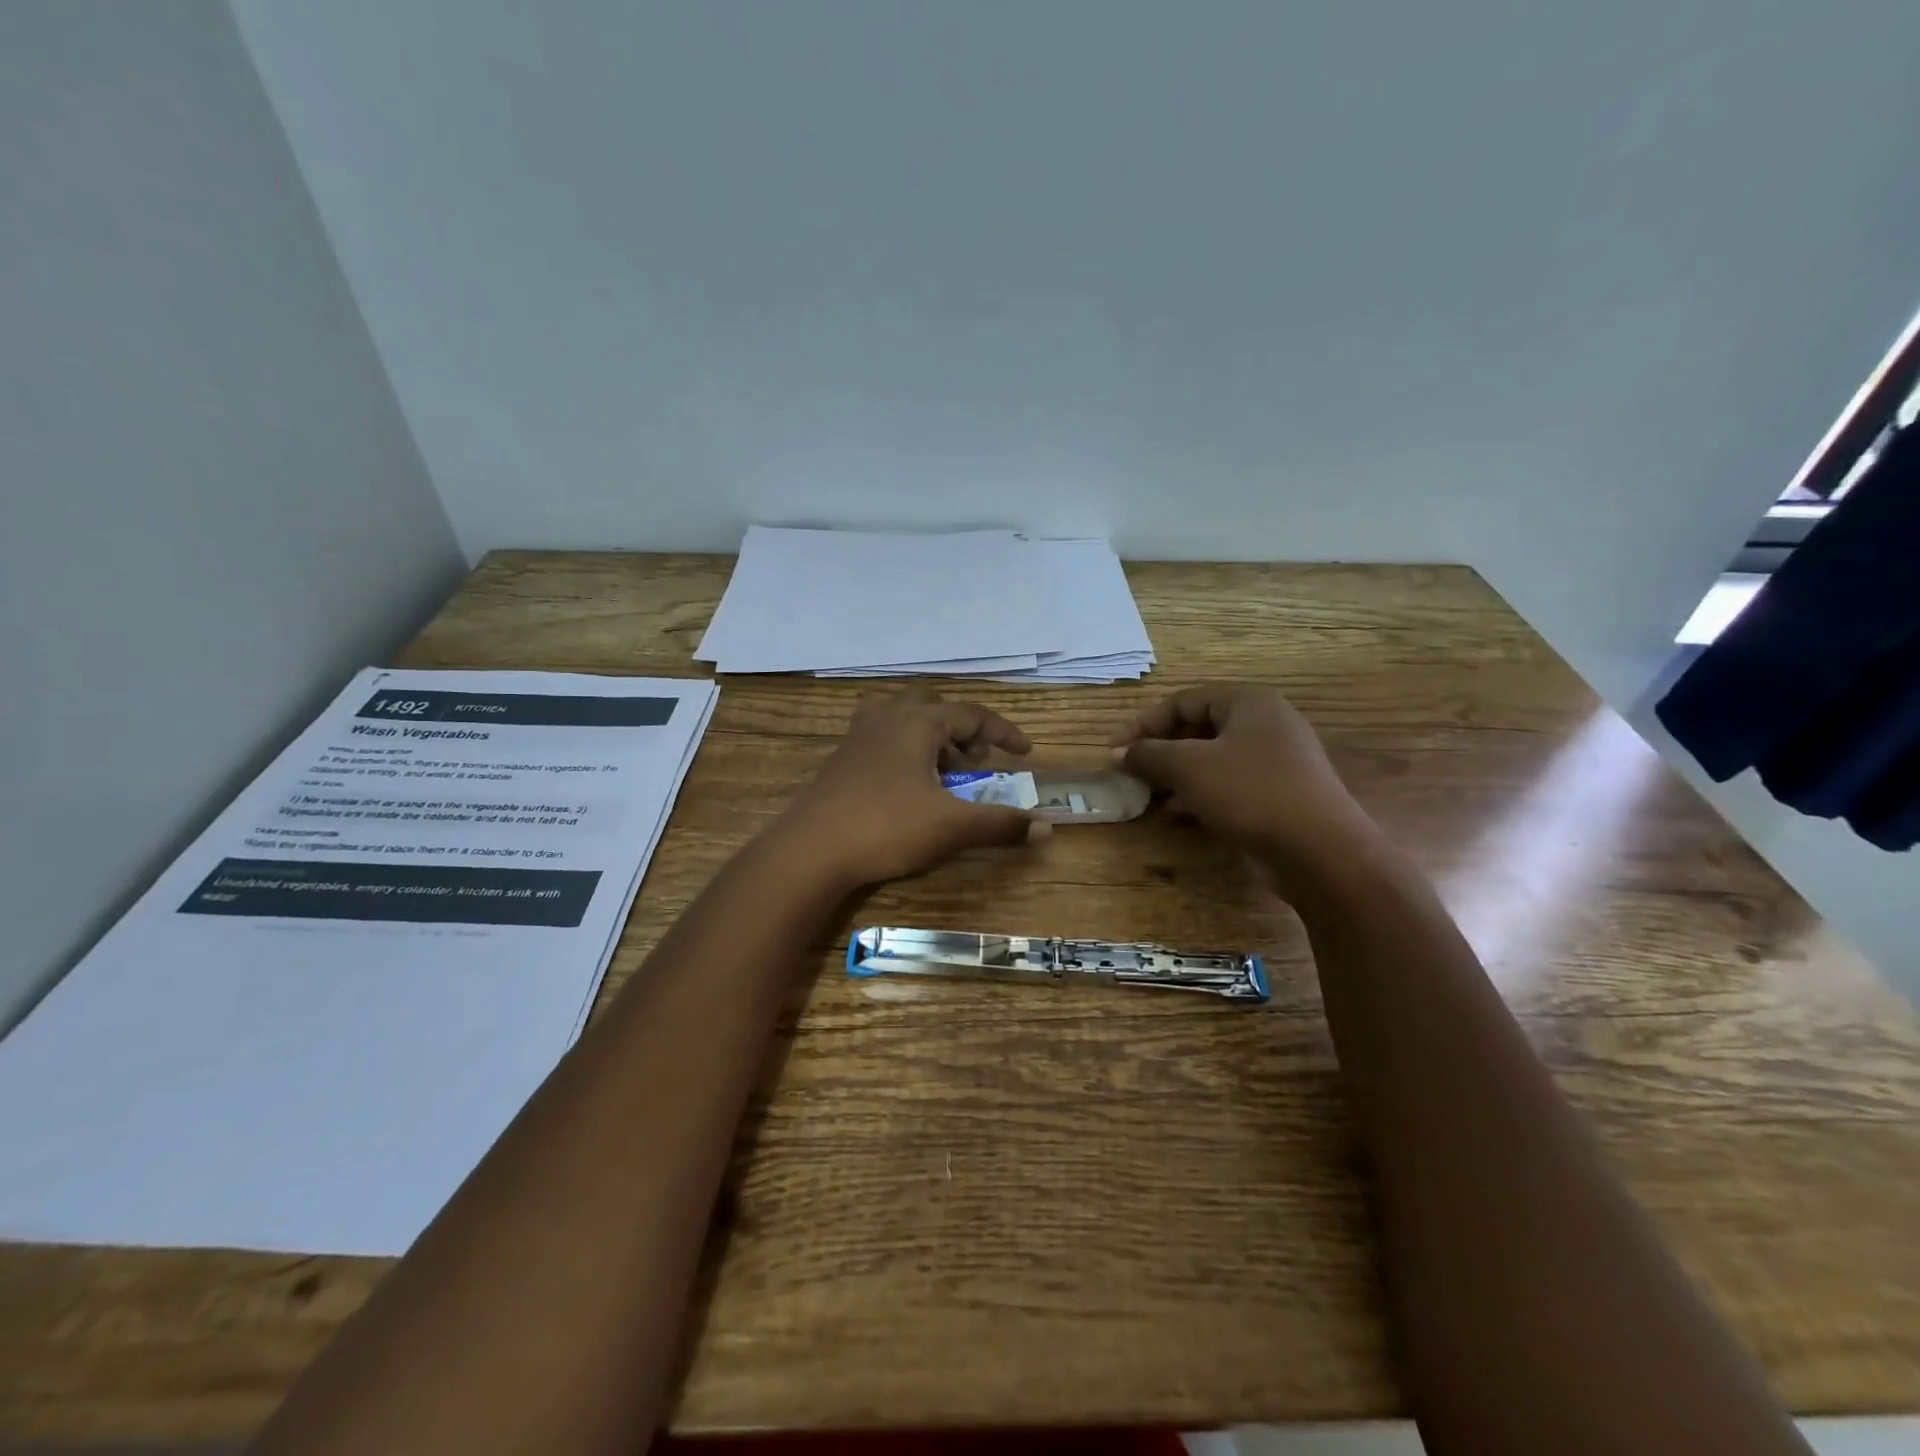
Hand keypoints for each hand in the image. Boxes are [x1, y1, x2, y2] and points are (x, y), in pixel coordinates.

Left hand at [778, 688, 1049, 888]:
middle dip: (961, 730)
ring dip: (930, 738)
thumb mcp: (951, 827)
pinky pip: (882, 739)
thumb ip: (1000, 824)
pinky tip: (906, 786)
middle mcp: (887, 718)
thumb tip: (1048, 827)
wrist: (810, 850)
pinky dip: (905, 751)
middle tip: (975, 760)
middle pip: (933, 707)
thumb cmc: (886, 827)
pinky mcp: (841, 760)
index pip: (972, 714)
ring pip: (903, 719)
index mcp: (917, 723)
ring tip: (943, 772)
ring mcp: (858, 737)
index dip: (1003, 731)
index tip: (1024, 753)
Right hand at [1114, 683, 1379, 895]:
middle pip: (1197, 729)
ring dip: (1175, 778)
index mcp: (1248, 702)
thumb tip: (1118, 753)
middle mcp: (1265, 723)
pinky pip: (1229, 785)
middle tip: (1131, 775)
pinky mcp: (1279, 794)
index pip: (1183, 701)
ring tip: (1148, 800)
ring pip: (1211, 760)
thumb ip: (1148, 754)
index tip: (1115, 750)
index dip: (1144, 723)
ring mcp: (1276, 760)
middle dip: (1159, 752)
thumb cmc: (1250, 793)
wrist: (1320, 850)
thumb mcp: (1189, 767)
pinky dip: (1199, 796)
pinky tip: (1177, 818)